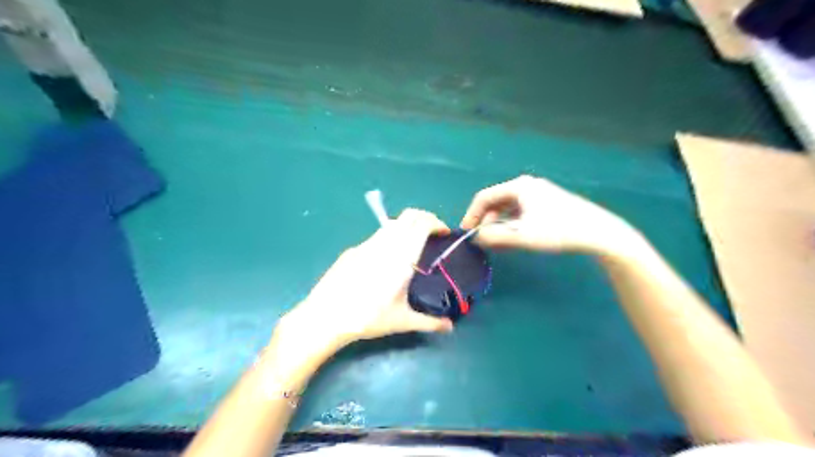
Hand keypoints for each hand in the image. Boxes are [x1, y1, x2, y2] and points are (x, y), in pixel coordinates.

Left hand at [282, 210, 454, 351]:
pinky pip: (377, 236)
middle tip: (432, 234)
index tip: (444, 233)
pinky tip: (386, 260)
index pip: (422, 223)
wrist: (326, 316)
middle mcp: (386, 243)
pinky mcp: (353, 250)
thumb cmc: (369, 317)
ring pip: (392, 224)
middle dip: (425, 218)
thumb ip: (430, 323)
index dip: (437, 222)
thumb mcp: (402, 321)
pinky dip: (390, 238)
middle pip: (409, 215)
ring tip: (412, 246)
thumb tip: (450, 328)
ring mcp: (367, 244)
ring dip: (407, 227)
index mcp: (402, 255)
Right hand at [458, 174, 635, 253]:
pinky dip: (511, 225)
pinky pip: (520, 213)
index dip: (472, 215)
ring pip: (508, 209)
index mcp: (518, 186)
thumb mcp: (522, 235)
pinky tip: (512, 240)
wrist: (598, 232)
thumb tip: (474, 238)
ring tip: (496, 244)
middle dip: (486, 222)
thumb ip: (494, 236)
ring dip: (498, 226)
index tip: (466, 233)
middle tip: (482, 242)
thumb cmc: (557, 230)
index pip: (484, 197)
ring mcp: (538, 194)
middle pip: (496, 202)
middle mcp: (526, 186)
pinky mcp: (546, 204)